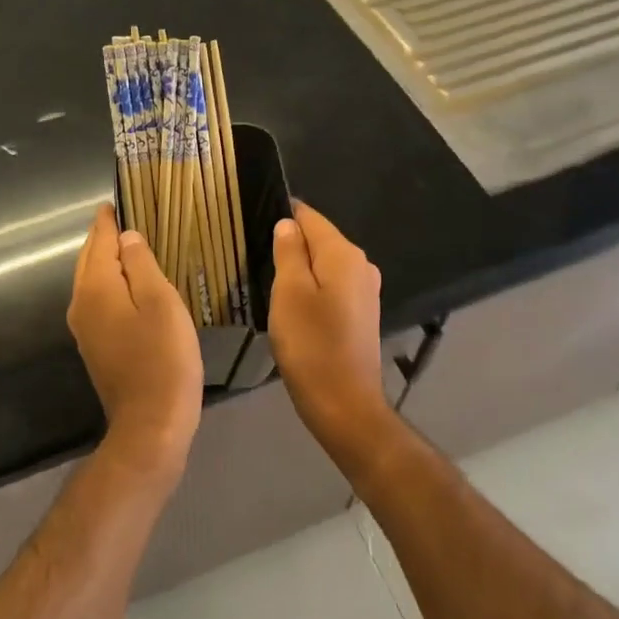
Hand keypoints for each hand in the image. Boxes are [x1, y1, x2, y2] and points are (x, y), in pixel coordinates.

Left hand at [67, 204, 202, 478]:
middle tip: (124, 217)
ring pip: (91, 281)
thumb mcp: (160, 302)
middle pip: (89, 259)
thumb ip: (140, 264)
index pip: (98, 241)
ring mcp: (84, 328)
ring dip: (105, 260)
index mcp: (96, 287)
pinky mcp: (95, 346)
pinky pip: (97, 300)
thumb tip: (126, 237)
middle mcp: (81, 303)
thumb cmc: (163, 357)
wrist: (150, 423)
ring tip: (128, 245)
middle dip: (104, 237)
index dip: (108, 220)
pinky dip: (109, 283)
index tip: (116, 201)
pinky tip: (127, 285)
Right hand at [269, 202, 396, 464]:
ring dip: (299, 268)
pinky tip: (292, 305)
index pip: (310, 217)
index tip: (253, 221)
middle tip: (254, 256)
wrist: (344, 404)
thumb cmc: (311, 345)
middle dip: (290, 243)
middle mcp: (361, 265)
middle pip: (319, 240)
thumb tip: (288, 223)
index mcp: (343, 254)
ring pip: (324, 264)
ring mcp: (365, 291)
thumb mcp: (289, 293)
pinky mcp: (362, 313)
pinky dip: (312, 288)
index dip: (283, 215)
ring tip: (268, 279)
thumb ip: (288, 252)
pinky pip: (332, 286)